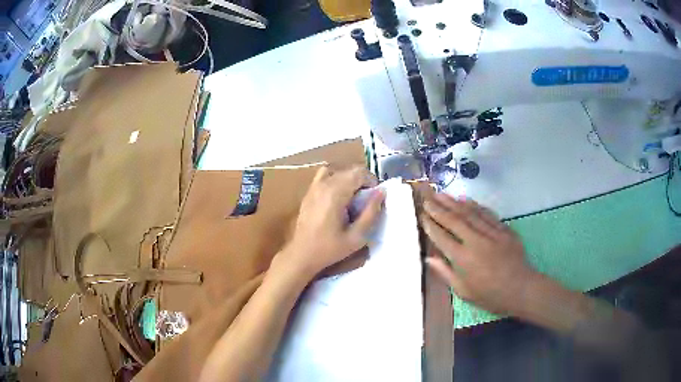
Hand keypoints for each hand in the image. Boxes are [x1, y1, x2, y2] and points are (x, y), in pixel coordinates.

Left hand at [281, 166, 384, 278]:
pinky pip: (325, 176)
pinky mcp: (309, 192)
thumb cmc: (330, 249)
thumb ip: (371, 213)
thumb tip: (381, 192)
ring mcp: (314, 186)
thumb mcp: (357, 237)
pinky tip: (338, 197)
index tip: (375, 197)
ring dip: (349, 180)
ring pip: (338, 171)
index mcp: (335, 193)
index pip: (359, 172)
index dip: (372, 181)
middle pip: (349, 170)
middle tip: (366, 201)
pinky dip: (336, 180)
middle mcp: (323, 184)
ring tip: (353, 198)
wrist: (302, 254)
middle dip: (362, 181)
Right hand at [421, 193, 537, 315]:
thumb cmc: (490, 295)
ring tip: (441, 194)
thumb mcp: (464, 292)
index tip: (422, 215)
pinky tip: (466, 199)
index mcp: (464, 259)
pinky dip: (475, 205)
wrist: (521, 289)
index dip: (431, 225)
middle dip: (438, 208)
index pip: (442, 237)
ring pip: (470, 213)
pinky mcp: (504, 229)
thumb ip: (445, 273)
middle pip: (454, 220)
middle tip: (427, 198)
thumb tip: (429, 258)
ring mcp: (492, 233)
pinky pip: (487, 214)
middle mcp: (476, 242)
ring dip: (454, 202)